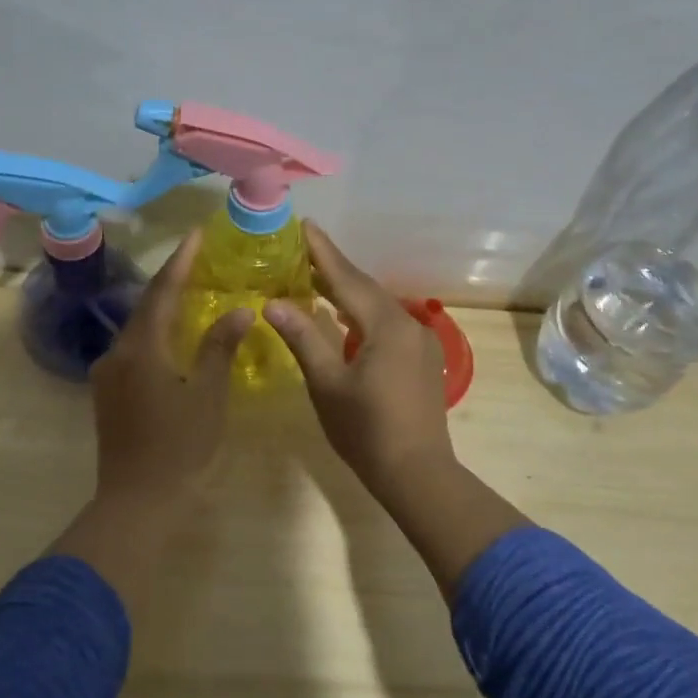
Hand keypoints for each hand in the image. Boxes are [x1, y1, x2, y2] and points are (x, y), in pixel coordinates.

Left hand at [89, 228, 252, 511]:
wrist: (137, 502)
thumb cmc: (179, 448)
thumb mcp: (207, 395)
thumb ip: (220, 348)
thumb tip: (240, 310)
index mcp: (141, 348)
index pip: (163, 291)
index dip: (181, 261)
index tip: (196, 235)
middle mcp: (117, 352)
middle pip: (146, 306)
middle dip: (172, 281)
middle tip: (199, 260)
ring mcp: (107, 374)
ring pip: (138, 328)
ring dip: (163, 308)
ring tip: (191, 292)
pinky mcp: (108, 393)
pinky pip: (134, 349)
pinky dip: (155, 334)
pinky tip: (174, 337)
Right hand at [262, 223, 453, 486]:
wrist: (417, 473)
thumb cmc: (366, 430)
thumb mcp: (327, 384)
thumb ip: (303, 338)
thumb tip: (273, 303)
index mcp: (386, 326)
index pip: (347, 278)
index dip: (323, 252)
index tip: (305, 224)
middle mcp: (409, 324)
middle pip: (365, 288)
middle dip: (333, 268)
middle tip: (302, 249)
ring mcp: (421, 342)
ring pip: (378, 306)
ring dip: (348, 292)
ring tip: (316, 279)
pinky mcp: (424, 359)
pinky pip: (388, 324)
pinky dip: (363, 315)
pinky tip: (345, 319)